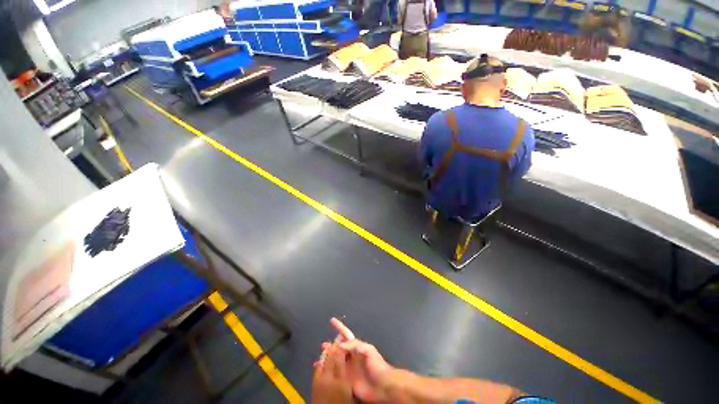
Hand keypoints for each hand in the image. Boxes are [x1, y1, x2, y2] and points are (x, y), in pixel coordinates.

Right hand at [320, 318, 394, 401]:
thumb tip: (341, 344)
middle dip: (331, 345)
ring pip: (335, 360)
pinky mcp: (346, 380)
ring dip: (328, 357)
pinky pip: (335, 374)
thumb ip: (355, 345)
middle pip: (338, 347)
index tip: (332, 321)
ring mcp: (348, 368)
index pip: (346, 334)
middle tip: (323, 345)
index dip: (339, 327)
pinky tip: (322, 370)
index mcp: (357, 347)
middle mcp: (351, 356)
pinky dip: (328, 371)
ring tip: (320, 357)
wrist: (382, 386)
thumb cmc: (377, 365)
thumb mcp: (369, 350)